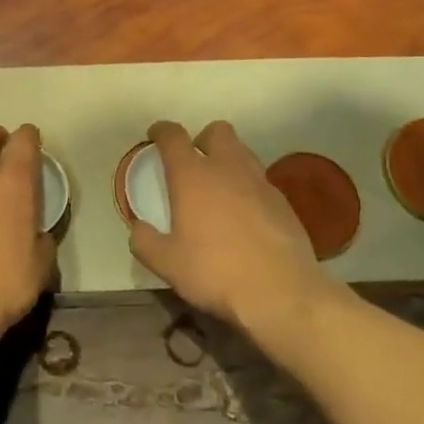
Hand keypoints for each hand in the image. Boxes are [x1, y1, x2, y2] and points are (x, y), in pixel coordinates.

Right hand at [128, 120, 353, 334]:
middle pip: (217, 131)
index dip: (161, 131)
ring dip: (228, 161)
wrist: (281, 293)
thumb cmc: (215, 271)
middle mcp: (227, 168)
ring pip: (243, 153)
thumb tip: (138, 228)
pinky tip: (245, 216)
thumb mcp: (166, 263)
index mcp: (192, 176)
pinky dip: (249, 188)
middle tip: (194, 163)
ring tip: (220, 189)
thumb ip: (145, 241)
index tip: (155, 137)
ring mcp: (260, 183)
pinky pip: (261, 182)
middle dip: (203, 139)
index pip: (173, 136)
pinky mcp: (284, 203)